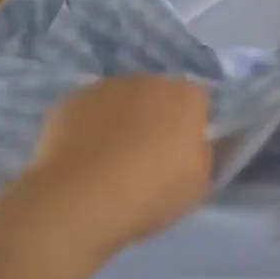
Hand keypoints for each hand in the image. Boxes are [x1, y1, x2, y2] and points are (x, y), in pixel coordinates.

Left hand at [14, 75, 213, 255]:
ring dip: (121, 120)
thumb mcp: (199, 184)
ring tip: (109, 161)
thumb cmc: (151, 191)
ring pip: (121, 100)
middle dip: (155, 118)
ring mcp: (106, 87)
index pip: (198, 101)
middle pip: (158, 95)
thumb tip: (206, 142)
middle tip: (146, 158)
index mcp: (185, 96)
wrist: (81, 198)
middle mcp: (147, 80)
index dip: (191, 126)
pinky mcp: (71, 100)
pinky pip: (89, 111)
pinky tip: (82, 158)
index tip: (182, 154)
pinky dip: (89, 127)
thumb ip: (208, 155)